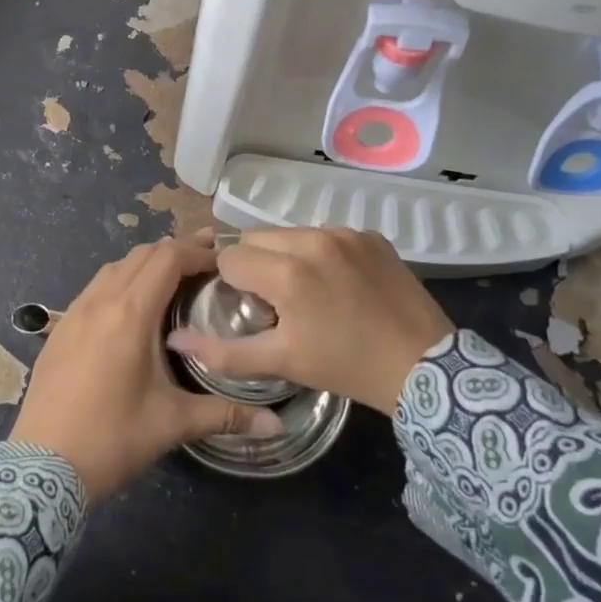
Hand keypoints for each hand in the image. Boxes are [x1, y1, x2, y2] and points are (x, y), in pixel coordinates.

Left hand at [11, 233, 283, 498]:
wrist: (41, 467)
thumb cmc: (112, 439)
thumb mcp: (173, 424)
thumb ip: (227, 416)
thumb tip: (277, 426)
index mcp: (130, 314)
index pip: (167, 258)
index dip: (197, 251)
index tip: (224, 259)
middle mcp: (100, 301)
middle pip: (141, 255)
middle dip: (176, 251)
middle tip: (208, 262)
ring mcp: (74, 313)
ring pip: (114, 268)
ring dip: (146, 264)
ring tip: (174, 279)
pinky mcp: (60, 329)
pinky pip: (95, 287)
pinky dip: (121, 281)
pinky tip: (133, 308)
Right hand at [166, 228, 452, 415]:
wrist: (425, 368)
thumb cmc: (346, 366)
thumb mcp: (282, 362)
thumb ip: (224, 351)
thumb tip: (175, 338)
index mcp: (287, 271)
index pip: (231, 257)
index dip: (231, 283)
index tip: (247, 306)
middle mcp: (313, 239)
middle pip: (257, 238)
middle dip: (256, 265)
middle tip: (274, 302)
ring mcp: (345, 233)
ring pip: (291, 233)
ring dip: (286, 256)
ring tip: (306, 292)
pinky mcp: (370, 235)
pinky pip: (326, 235)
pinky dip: (320, 253)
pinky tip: (337, 284)